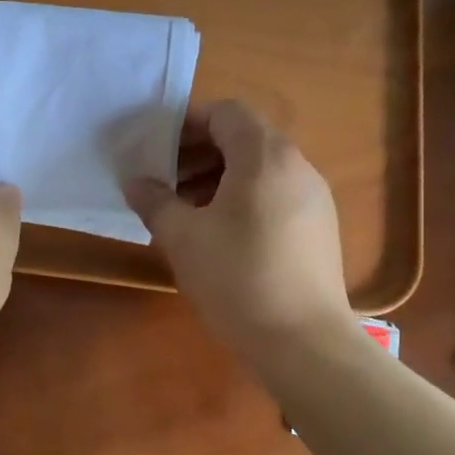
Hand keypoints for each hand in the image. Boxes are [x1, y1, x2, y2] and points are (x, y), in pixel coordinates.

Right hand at [125, 100, 352, 356]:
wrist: (303, 342)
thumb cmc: (237, 278)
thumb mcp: (183, 238)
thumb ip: (155, 201)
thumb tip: (135, 181)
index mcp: (265, 156)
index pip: (225, 113)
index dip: (187, 123)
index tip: (156, 149)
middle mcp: (296, 166)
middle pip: (244, 138)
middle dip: (199, 153)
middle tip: (165, 182)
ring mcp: (313, 197)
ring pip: (260, 169)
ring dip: (219, 178)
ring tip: (186, 211)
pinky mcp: (319, 228)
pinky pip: (275, 194)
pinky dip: (243, 199)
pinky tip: (219, 235)